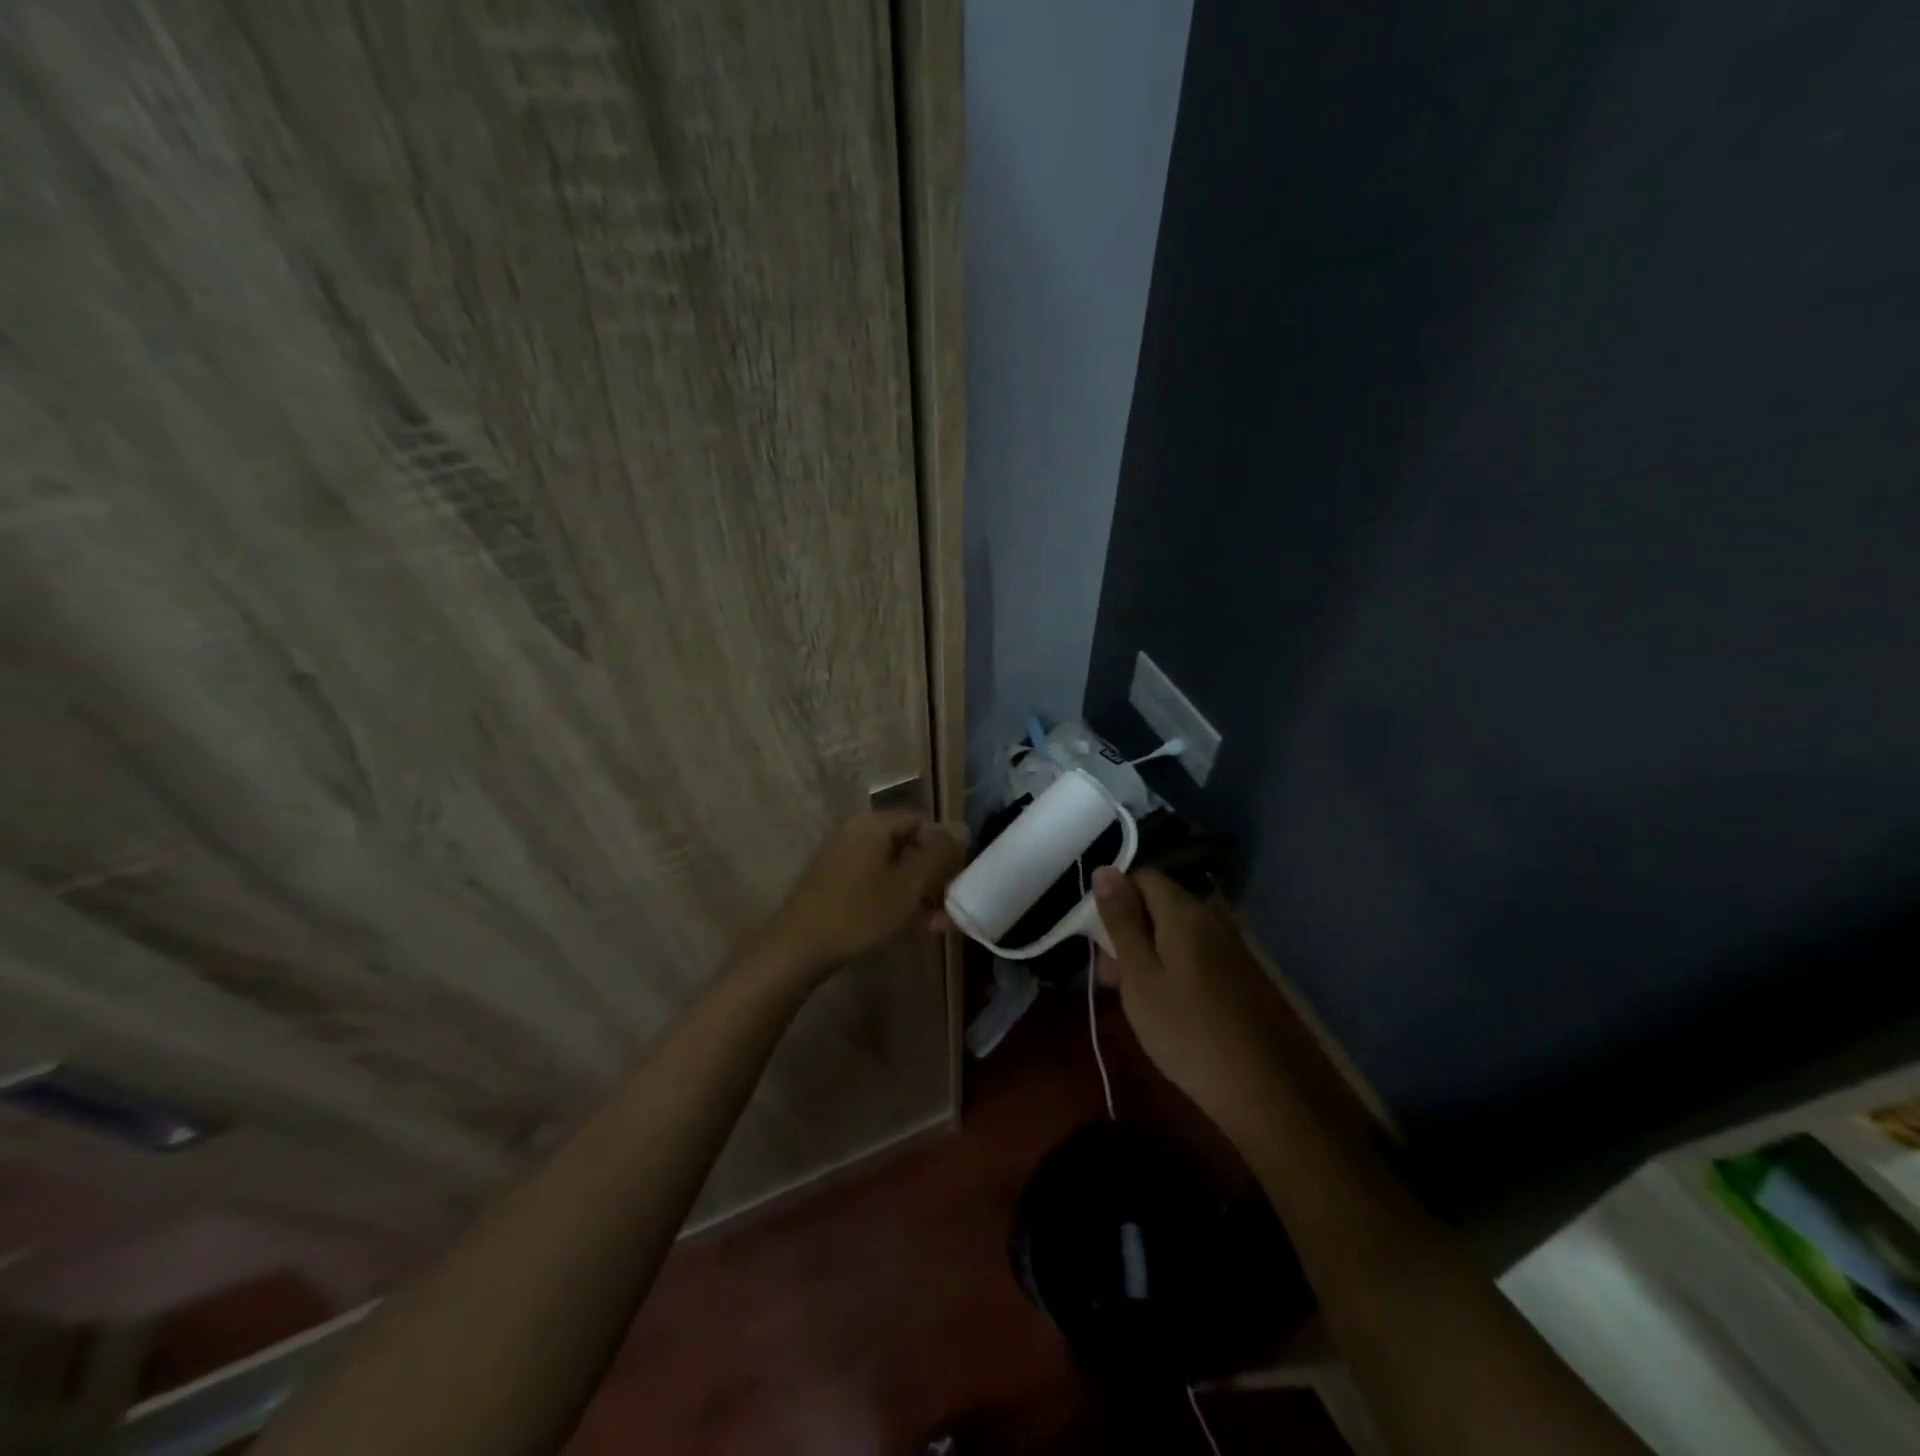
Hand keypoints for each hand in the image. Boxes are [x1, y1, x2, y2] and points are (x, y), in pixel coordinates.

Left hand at [768, 810, 965, 977]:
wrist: (796, 950)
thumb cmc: (859, 913)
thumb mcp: (909, 885)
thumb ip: (938, 855)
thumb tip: (961, 827)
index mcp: (873, 825)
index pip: (921, 821)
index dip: (946, 845)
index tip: (961, 875)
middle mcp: (856, 835)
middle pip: (907, 846)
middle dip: (934, 874)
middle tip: (954, 902)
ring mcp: (842, 862)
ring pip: (892, 871)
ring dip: (919, 894)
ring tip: (942, 923)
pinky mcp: (834, 888)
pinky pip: (875, 887)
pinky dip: (896, 902)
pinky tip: (916, 928)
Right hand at [1093, 866, 1300, 1140]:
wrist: (1269, 1092)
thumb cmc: (1188, 1031)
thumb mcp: (1140, 977)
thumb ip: (1121, 922)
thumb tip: (1105, 869)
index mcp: (1184, 911)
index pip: (1142, 876)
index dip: (1114, 899)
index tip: (1098, 941)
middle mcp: (1212, 918)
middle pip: (1159, 904)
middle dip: (1128, 931)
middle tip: (1111, 980)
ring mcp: (1232, 947)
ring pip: (1177, 933)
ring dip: (1149, 954)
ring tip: (1135, 1000)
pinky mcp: (1243, 976)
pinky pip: (1197, 956)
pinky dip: (1174, 971)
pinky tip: (1169, 1010)